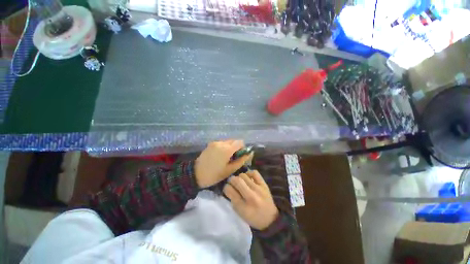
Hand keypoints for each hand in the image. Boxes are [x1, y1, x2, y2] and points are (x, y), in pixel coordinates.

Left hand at [195, 140, 251, 187]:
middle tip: (233, 158)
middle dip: (236, 148)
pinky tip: (220, 156)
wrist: (195, 174)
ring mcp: (215, 142)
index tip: (240, 156)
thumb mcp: (230, 170)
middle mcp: (221, 143)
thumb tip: (250, 153)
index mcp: (227, 149)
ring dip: (230, 147)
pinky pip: (221, 143)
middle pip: (234, 141)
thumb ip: (241, 160)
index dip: (243, 148)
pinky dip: (224, 147)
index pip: (240, 142)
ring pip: (228, 141)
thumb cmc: (214, 174)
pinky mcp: (211, 144)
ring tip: (226, 157)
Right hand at [223, 170, 278, 229]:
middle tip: (232, 183)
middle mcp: (251, 195)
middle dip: (231, 180)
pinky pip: (254, 173)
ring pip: (243, 175)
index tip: (227, 188)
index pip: (230, 190)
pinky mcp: (264, 184)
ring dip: (239, 178)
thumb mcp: (240, 213)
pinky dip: (249, 173)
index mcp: (243, 206)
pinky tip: (248, 178)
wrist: (270, 218)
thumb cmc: (253, 217)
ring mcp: (258, 188)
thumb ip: (233, 199)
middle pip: (237, 180)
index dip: (226, 187)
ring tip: (240, 182)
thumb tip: (228, 187)